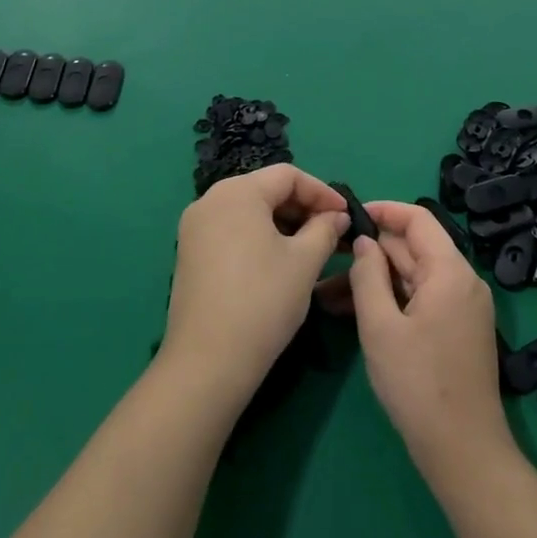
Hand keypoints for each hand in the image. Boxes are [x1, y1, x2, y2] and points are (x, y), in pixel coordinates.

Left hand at [160, 165, 350, 409]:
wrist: (208, 361)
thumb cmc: (263, 301)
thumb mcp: (304, 262)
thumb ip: (325, 229)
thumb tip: (336, 216)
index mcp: (237, 192)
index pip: (288, 175)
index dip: (322, 192)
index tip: (346, 215)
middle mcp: (210, 200)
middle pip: (266, 189)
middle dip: (302, 207)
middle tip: (332, 233)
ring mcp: (195, 227)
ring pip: (249, 211)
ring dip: (283, 223)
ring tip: (311, 249)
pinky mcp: (190, 253)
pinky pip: (232, 230)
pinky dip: (260, 237)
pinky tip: (279, 261)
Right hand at [346, 201, 512, 485]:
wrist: (464, 452)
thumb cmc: (418, 385)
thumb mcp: (380, 327)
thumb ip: (368, 276)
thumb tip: (363, 241)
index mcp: (451, 271)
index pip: (418, 219)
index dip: (383, 211)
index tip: (348, 215)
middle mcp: (464, 281)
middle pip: (413, 249)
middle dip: (370, 254)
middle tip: (326, 262)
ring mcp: (463, 307)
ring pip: (413, 277)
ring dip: (375, 280)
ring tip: (328, 295)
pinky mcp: (458, 329)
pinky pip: (421, 299)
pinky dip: (391, 300)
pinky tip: (355, 313)